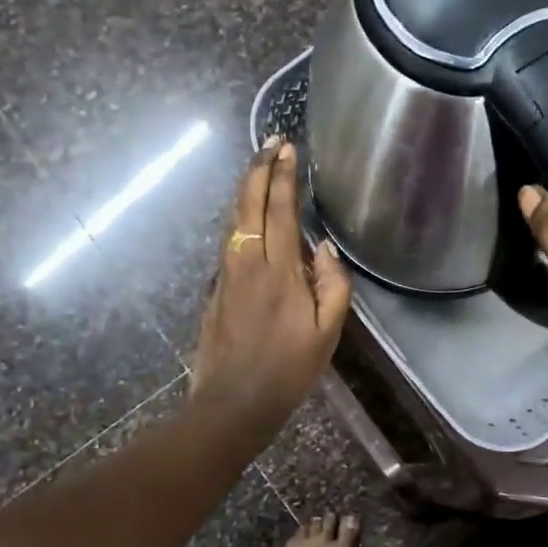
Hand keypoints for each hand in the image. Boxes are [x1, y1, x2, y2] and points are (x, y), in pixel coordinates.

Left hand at [190, 139, 352, 435]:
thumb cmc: (287, 371)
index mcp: (279, 271)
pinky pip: (229, 242)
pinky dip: (239, 219)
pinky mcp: (214, 289)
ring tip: (258, 169)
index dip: (283, 176)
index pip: (280, 209)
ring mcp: (225, 274)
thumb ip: (333, 286)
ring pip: (233, 220)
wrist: (232, 403)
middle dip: (258, 169)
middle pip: (248, 203)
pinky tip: (248, 218)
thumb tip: (326, 249)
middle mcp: (247, 262)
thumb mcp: (326, 334)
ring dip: (246, 190)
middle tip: (270, 143)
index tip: (286, 149)